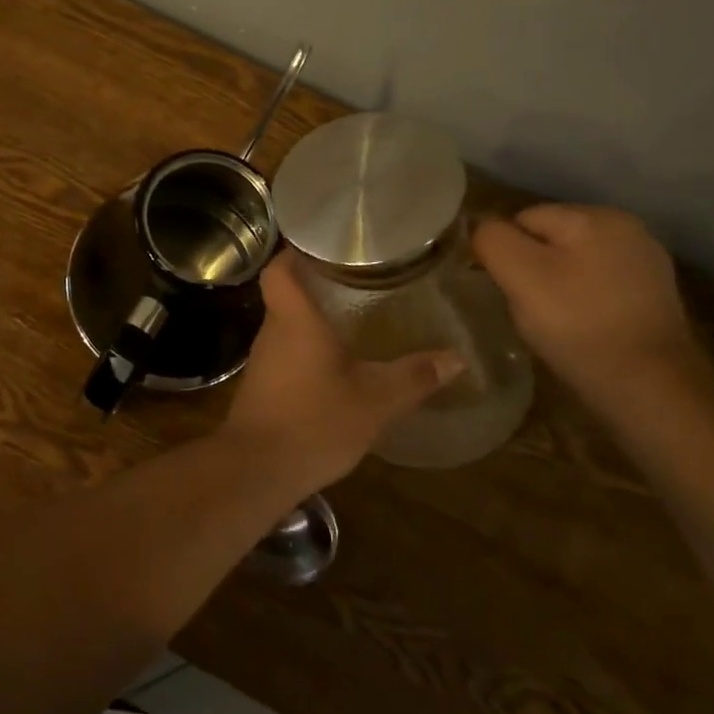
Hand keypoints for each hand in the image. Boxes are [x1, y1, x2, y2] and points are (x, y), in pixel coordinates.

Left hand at [219, 251, 461, 491]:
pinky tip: (336, 362)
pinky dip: (308, 347)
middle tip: (356, 278)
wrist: (257, 469)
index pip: (280, 268)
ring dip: (313, 318)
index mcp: (294, 318)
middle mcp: (273, 330)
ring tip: (353, 314)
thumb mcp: (375, 400)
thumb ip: (414, 376)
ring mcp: (264, 359)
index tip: (326, 245)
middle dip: (316, 283)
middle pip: (286, 292)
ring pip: (287, 324)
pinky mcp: (263, 384)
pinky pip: (286, 351)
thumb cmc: (314, 421)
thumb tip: (456, 358)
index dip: (296, 251)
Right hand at [472, 204, 706, 408]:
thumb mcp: (520, 276)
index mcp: (595, 216)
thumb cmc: (578, 325)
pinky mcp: (652, 293)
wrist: (649, 388)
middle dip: (532, 267)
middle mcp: (626, 228)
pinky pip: (597, 283)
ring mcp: (644, 261)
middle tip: (531, 307)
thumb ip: (493, 240)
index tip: (510, 290)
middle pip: (549, 238)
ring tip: (556, 320)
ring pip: (571, 261)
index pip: (523, 219)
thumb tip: (483, 229)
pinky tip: (583, 325)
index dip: (506, 253)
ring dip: (556, 284)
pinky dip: (583, 299)